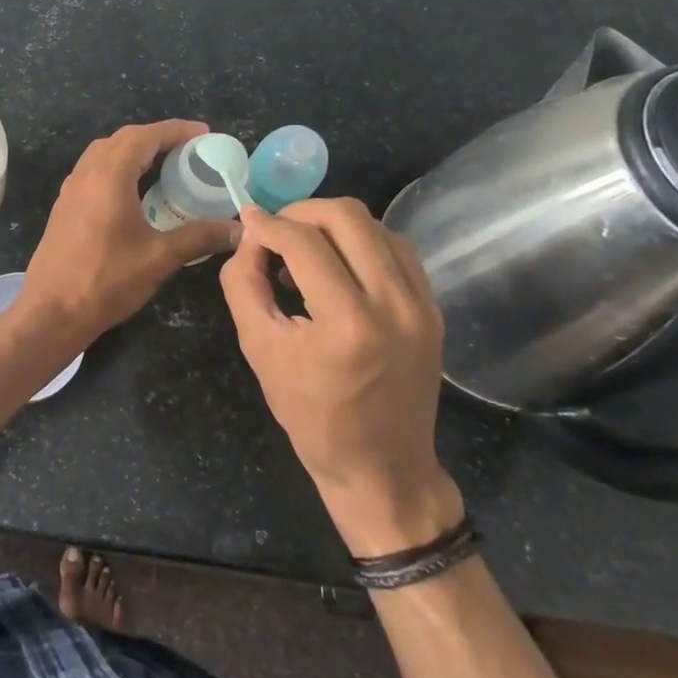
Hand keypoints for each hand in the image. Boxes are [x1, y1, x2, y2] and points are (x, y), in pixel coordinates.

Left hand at [17, 120, 241, 347]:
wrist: (52, 311)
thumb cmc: (106, 280)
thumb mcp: (160, 258)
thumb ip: (200, 237)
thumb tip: (239, 229)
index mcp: (109, 176)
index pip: (144, 136)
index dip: (176, 130)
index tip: (204, 134)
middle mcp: (86, 174)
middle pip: (123, 140)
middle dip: (156, 138)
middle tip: (188, 150)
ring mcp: (71, 190)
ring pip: (104, 154)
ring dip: (134, 152)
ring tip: (165, 166)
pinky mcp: (65, 208)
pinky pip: (94, 172)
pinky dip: (118, 169)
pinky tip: (135, 193)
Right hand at [220, 198, 462, 555]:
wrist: (381, 466)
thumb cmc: (311, 416)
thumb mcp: (259, 349)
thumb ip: (244, 284)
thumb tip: (249, 237)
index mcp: (347, 322)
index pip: (302, 242)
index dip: (268, 224)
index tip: (247, 219)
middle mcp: (394, 303)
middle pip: (348, 217)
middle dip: (302, 211)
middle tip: (276, 229)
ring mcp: (421, 305)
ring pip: (377, 226)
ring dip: (334, 224)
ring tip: (306, 248)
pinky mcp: (433, 309)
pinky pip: (398, 249)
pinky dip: (363, 242)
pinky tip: (340, 263)